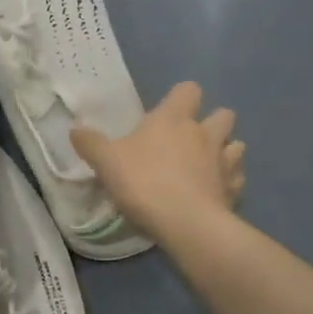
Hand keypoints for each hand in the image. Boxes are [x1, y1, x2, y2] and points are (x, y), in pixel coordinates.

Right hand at [71, 83, 244, 244]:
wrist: (185, 223)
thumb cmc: (143, 182)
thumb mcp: (106, 161)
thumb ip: (90, 143)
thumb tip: (74, 129)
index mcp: (173, 119)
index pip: (188, 90)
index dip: (182, 97)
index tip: (169, 110)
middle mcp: (204, 133)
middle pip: (224, 114)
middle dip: (213, 122)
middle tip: (191, 139)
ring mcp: (225, 161)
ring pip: (237, 145)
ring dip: (226, 151)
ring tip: (209, 166)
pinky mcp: (235, 190)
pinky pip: (237, 179)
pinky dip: (229, 182)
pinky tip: (216, 192)